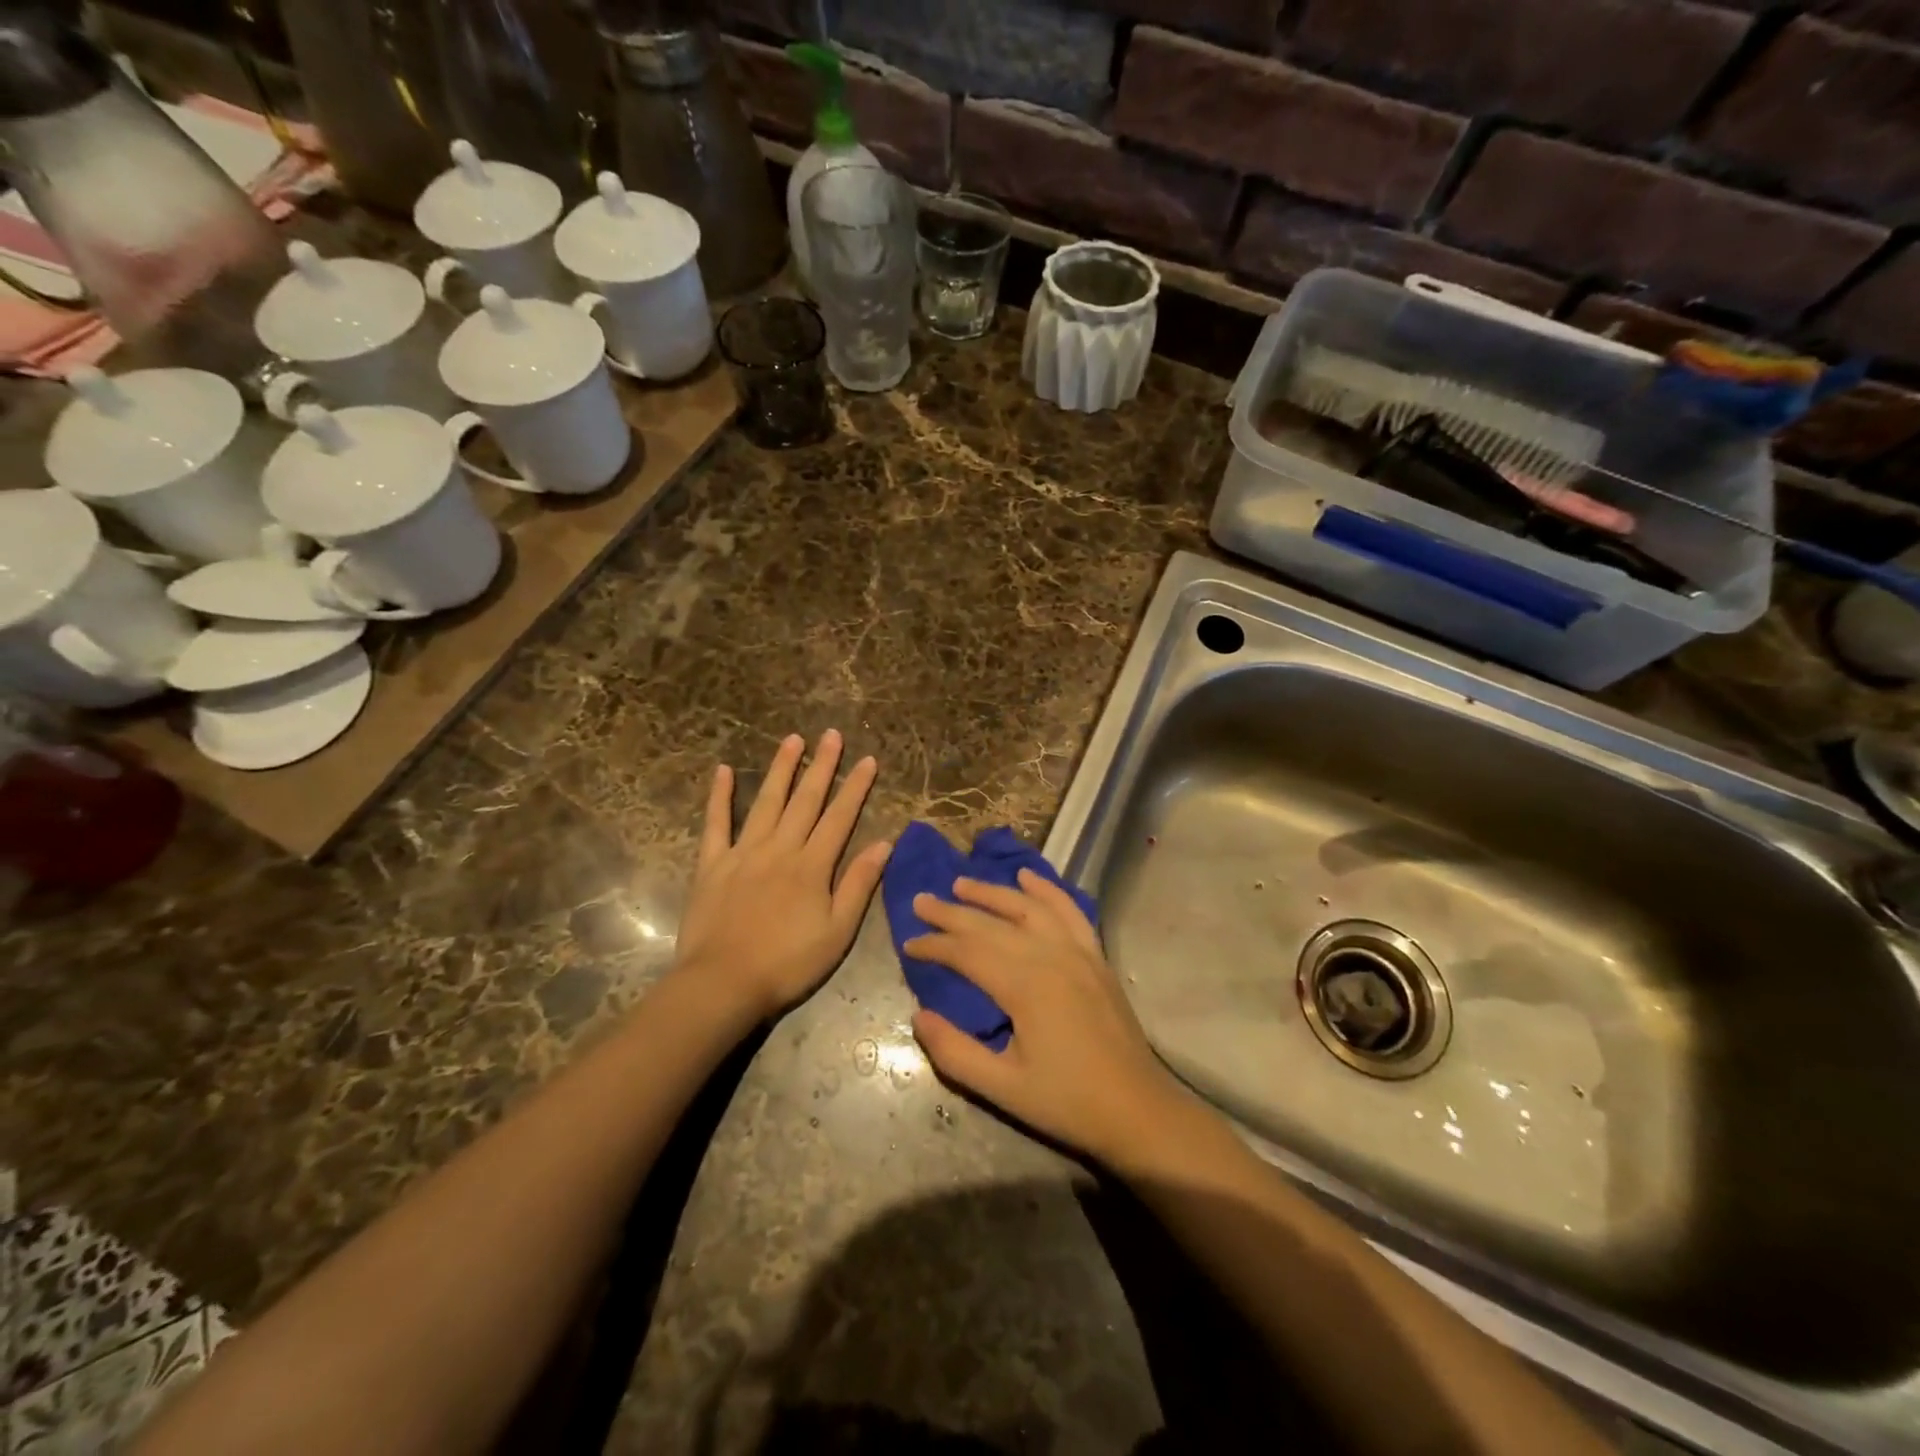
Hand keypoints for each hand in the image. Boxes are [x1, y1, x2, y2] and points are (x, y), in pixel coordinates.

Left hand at [674, 731, 890, 1019]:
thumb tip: (884, 844)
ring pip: (766, 802)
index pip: (840, 817)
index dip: (856, 788)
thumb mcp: (837, 932)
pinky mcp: (712, 864)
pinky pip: (716, 823)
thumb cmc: (788, 963)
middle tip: (831, 735)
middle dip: (822, 766)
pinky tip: (721, 771)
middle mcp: (780, 849)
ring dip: (780, 769)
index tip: (867, 760)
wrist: (723, 983)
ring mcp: (743, 853)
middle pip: (805, 800)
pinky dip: (719, 796)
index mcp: (812, 866)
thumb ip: (859, 884)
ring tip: (792, 739)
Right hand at [904, 869, 1180, 1163]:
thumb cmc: (1067, 1102)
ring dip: (992, 892)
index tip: (908, 944)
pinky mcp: (1095, 956)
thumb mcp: (1002, 1088)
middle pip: (992, 924)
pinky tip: (1027, 877)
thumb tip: (919, 1016)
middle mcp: (1050, 955)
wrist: (1137, 1109)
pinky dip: (1046, 890)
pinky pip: (1069, 910)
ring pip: (1028, 908)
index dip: (935, 946)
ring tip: (961, 884)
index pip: (968, 952)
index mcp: (1024, 986)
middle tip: (921, 900)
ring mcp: (1077, 951)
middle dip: (952, 912)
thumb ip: (955, 1052)